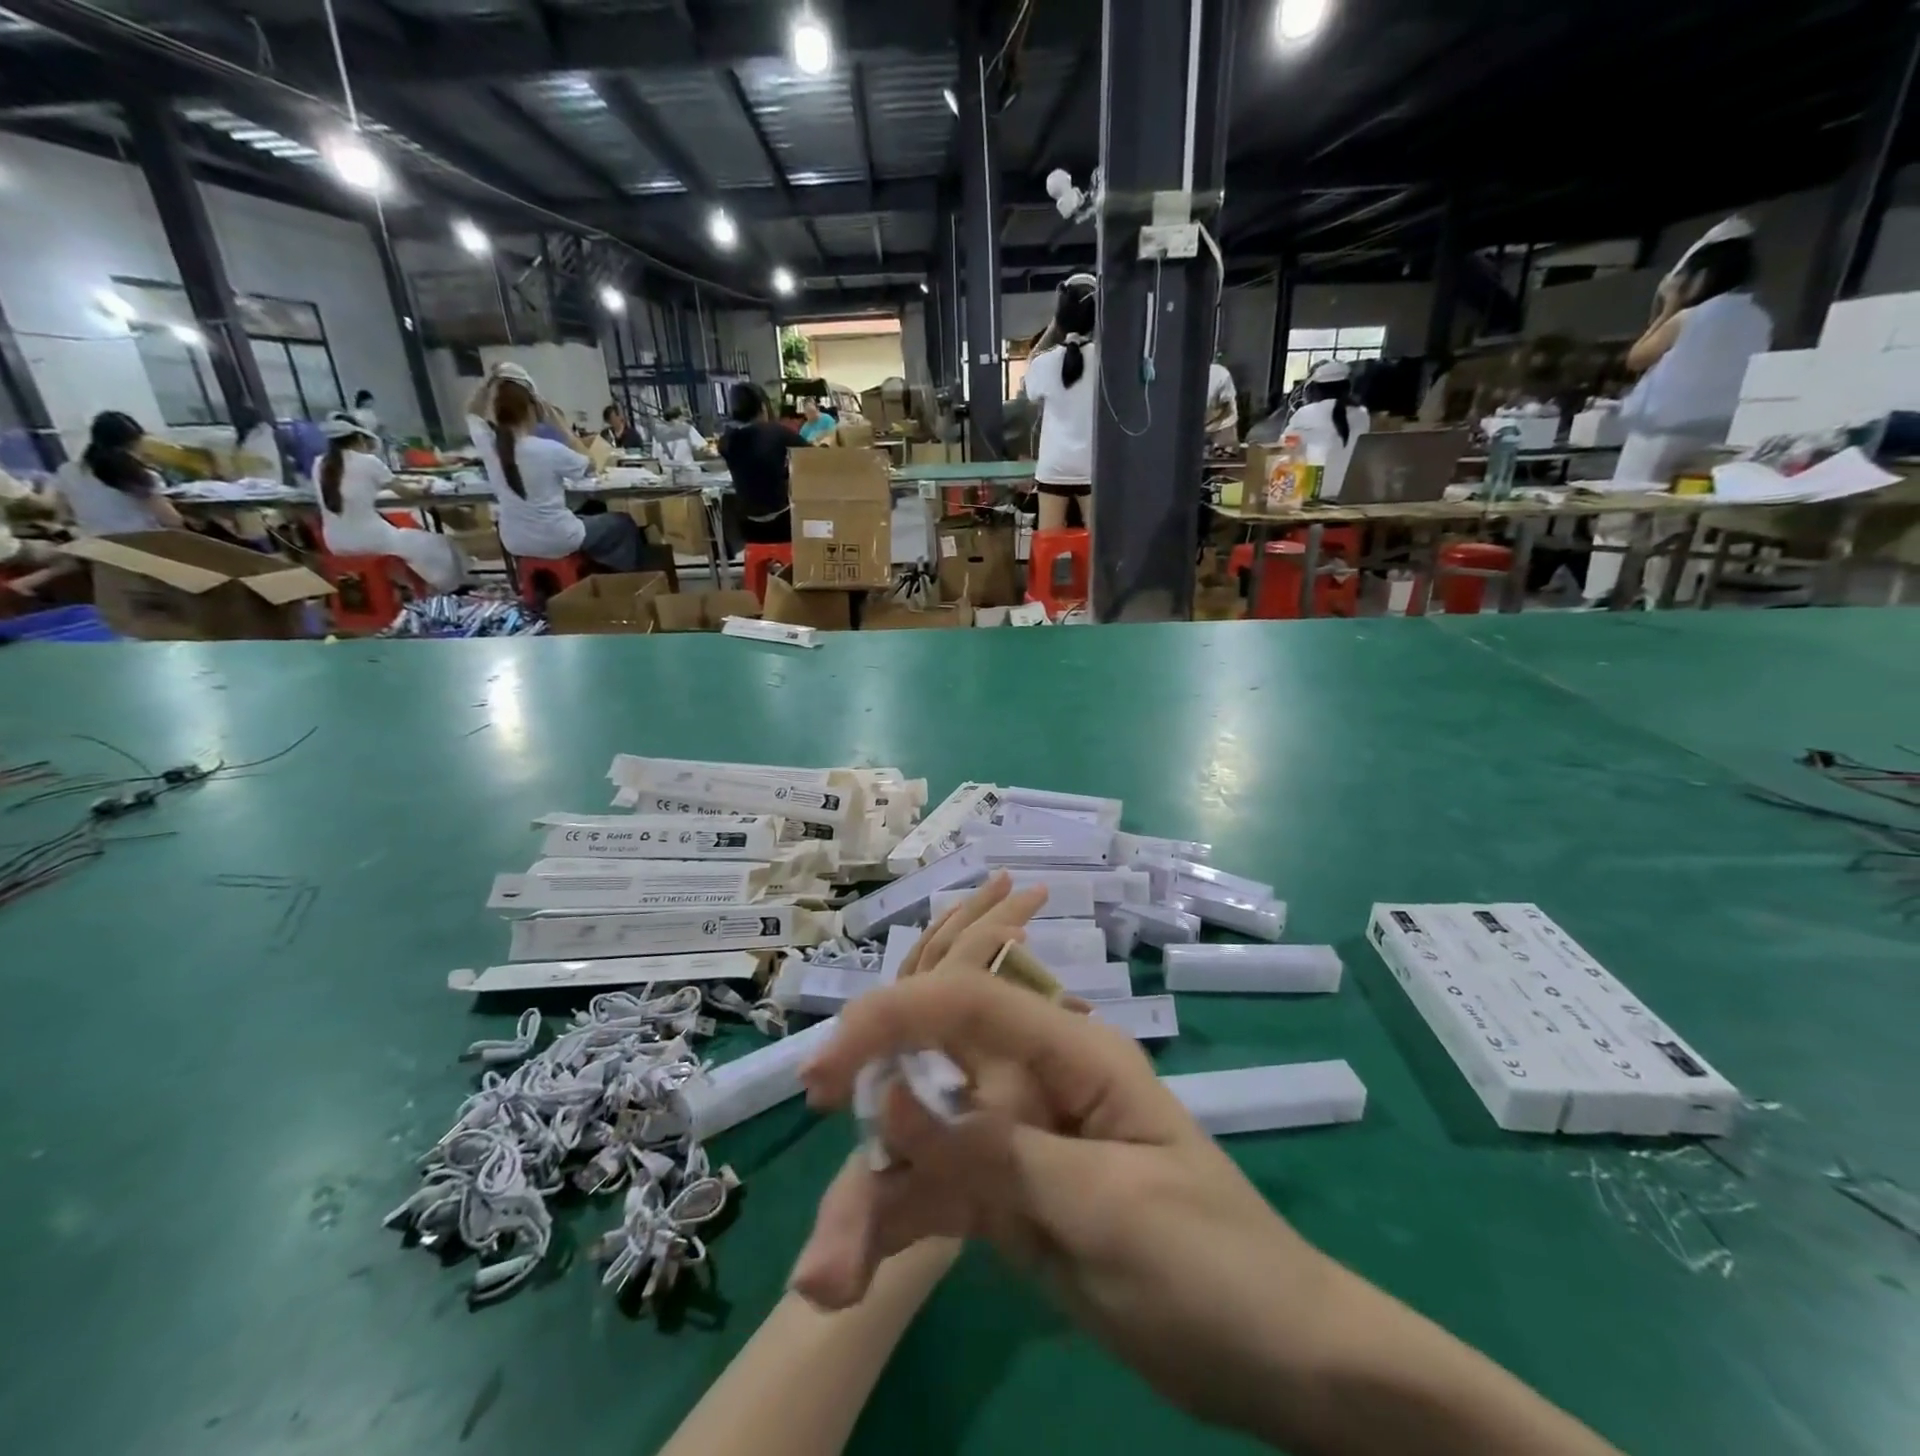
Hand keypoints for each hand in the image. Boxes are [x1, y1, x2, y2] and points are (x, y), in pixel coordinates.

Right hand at [791, 876, 1326, 1437]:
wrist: (1278, 1363)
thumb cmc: (1213, 1266)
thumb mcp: (1107, 1208)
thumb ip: (996, 1152)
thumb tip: (892, 1098)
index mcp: (1070, 1052)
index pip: (968, 1003)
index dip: (893, 1019)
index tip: (826, 1071)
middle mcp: (1031, 1080)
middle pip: (929, 1074)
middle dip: (868, 1133)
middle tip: (822, 1212)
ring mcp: (1015, 1139)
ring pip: (920, 1142)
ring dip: (869, 1200)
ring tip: (828, 1282)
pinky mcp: (1005, 1194)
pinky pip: (934, 1194)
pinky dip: (890, 1229)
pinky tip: (848, 1279)